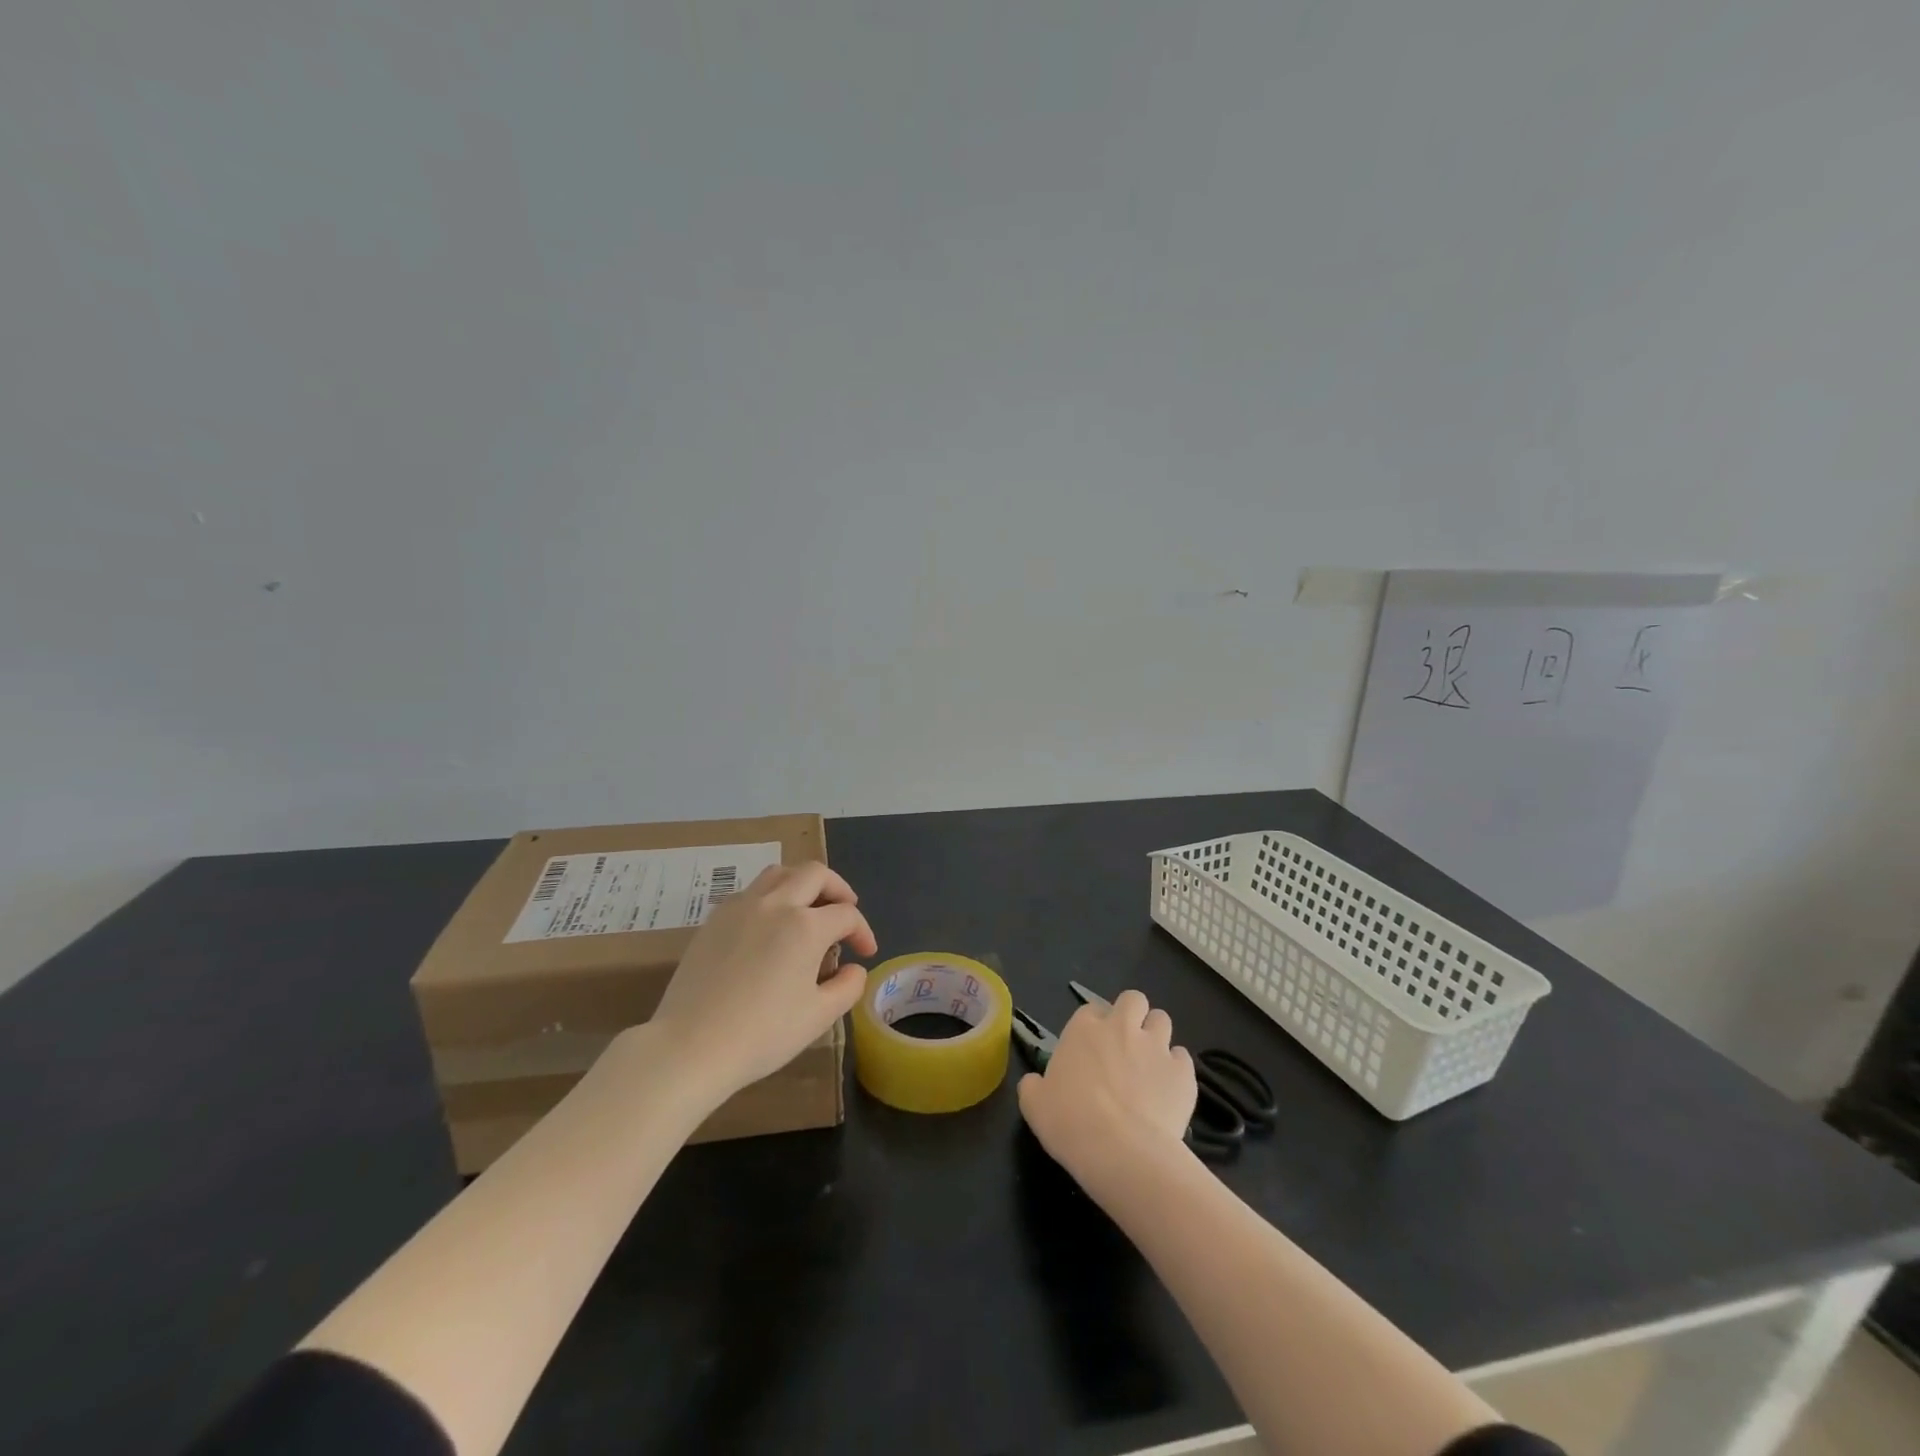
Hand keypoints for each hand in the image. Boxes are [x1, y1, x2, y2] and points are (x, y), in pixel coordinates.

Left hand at [646, 862, 876, 1104]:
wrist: (690, 1046)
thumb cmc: (762, 1034)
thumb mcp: (818, 1017)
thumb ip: (847, 987)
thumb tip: (854, 968)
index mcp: (805, 926)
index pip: (846, 915)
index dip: (862, 931)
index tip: (866, 953)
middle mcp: (775, 904)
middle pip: (815, 874)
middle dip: (838, 889)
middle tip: (845, 911)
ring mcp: (741, 907)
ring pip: (780, 873)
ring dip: (802, 883)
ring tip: (809, 907)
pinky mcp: (715, 919)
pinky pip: (751, 891)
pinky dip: (771, 896)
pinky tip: (770, 925)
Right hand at [1017, 988, 1197, 1190]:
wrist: (1121, 1151)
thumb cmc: (1069, 1122)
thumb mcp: (1034, 1105)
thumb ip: (1034, 1085)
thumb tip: (1035, 1083)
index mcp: (1084, 1029)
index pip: (1090, 1010)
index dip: (1093, 1027)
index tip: (1091, 1049)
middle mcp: (1122, 1027)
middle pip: (1133, 999)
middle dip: (1132, 1015)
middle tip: (1126, 1044)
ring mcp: (1156, 1046)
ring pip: (1162, 1020)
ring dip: (1156, 1036)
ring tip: (1150, 1063)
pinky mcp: (1183, 1071)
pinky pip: (1182, 1058)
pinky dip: (1176, 1069)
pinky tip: (1168, 1091)